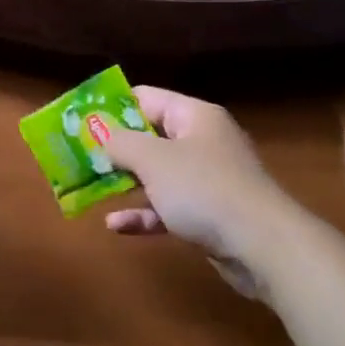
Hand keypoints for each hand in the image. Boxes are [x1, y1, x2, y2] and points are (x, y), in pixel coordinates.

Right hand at [98, 87, 282, 259]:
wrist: (264, 247)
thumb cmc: (204, 189)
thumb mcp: (153, 160)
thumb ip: (121, 142)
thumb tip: (100, 134)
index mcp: (194, 116)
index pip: (146, 98)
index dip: (112, 107)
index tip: (81, 121)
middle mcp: (202, 141)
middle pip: (150, 136)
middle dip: (115, 148)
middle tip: (80, 156)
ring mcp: (207, 179)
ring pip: (157, 174)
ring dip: (125, 182)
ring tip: (90, 188)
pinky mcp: (209, 214)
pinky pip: (168, 207)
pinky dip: (144, 213)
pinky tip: (116, 225)